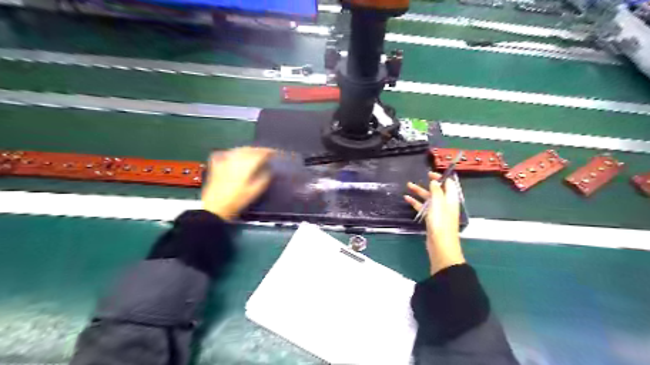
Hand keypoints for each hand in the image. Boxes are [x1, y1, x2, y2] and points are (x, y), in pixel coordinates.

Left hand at [203, 147, 274, 220]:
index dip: (269, 152)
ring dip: (248, 150)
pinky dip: (235, 152)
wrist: (214, 208)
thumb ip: (264, 178)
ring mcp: (224, 160)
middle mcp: (235, 159)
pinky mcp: (216, 164)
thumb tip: (269, 169)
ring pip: (239, 149)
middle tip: (267, 153)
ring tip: (254, 153)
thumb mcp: (254, 191)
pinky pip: (227, 153)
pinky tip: (236, 155)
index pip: (260, 153)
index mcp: (246, 165)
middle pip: (249, 149)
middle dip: (259, 150)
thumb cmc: (237, 201)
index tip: (276, 153)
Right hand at [405, 172, 463, 275]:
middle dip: (429, 183)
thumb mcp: (438, 204)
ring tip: (408, 185)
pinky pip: (423, 207)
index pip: (449, 184)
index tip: (430, 173)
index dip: (441, 177)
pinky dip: (416, 202)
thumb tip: (435, 181)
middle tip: (421, 177)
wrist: (440, 246)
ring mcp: (438, 212)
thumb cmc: (440, 223)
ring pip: (429, 198)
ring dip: (419, 192)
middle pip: (438, 190)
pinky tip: (407, 199)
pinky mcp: (431, 219)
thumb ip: (436, 191)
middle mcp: (445, 204)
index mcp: (451, 199)